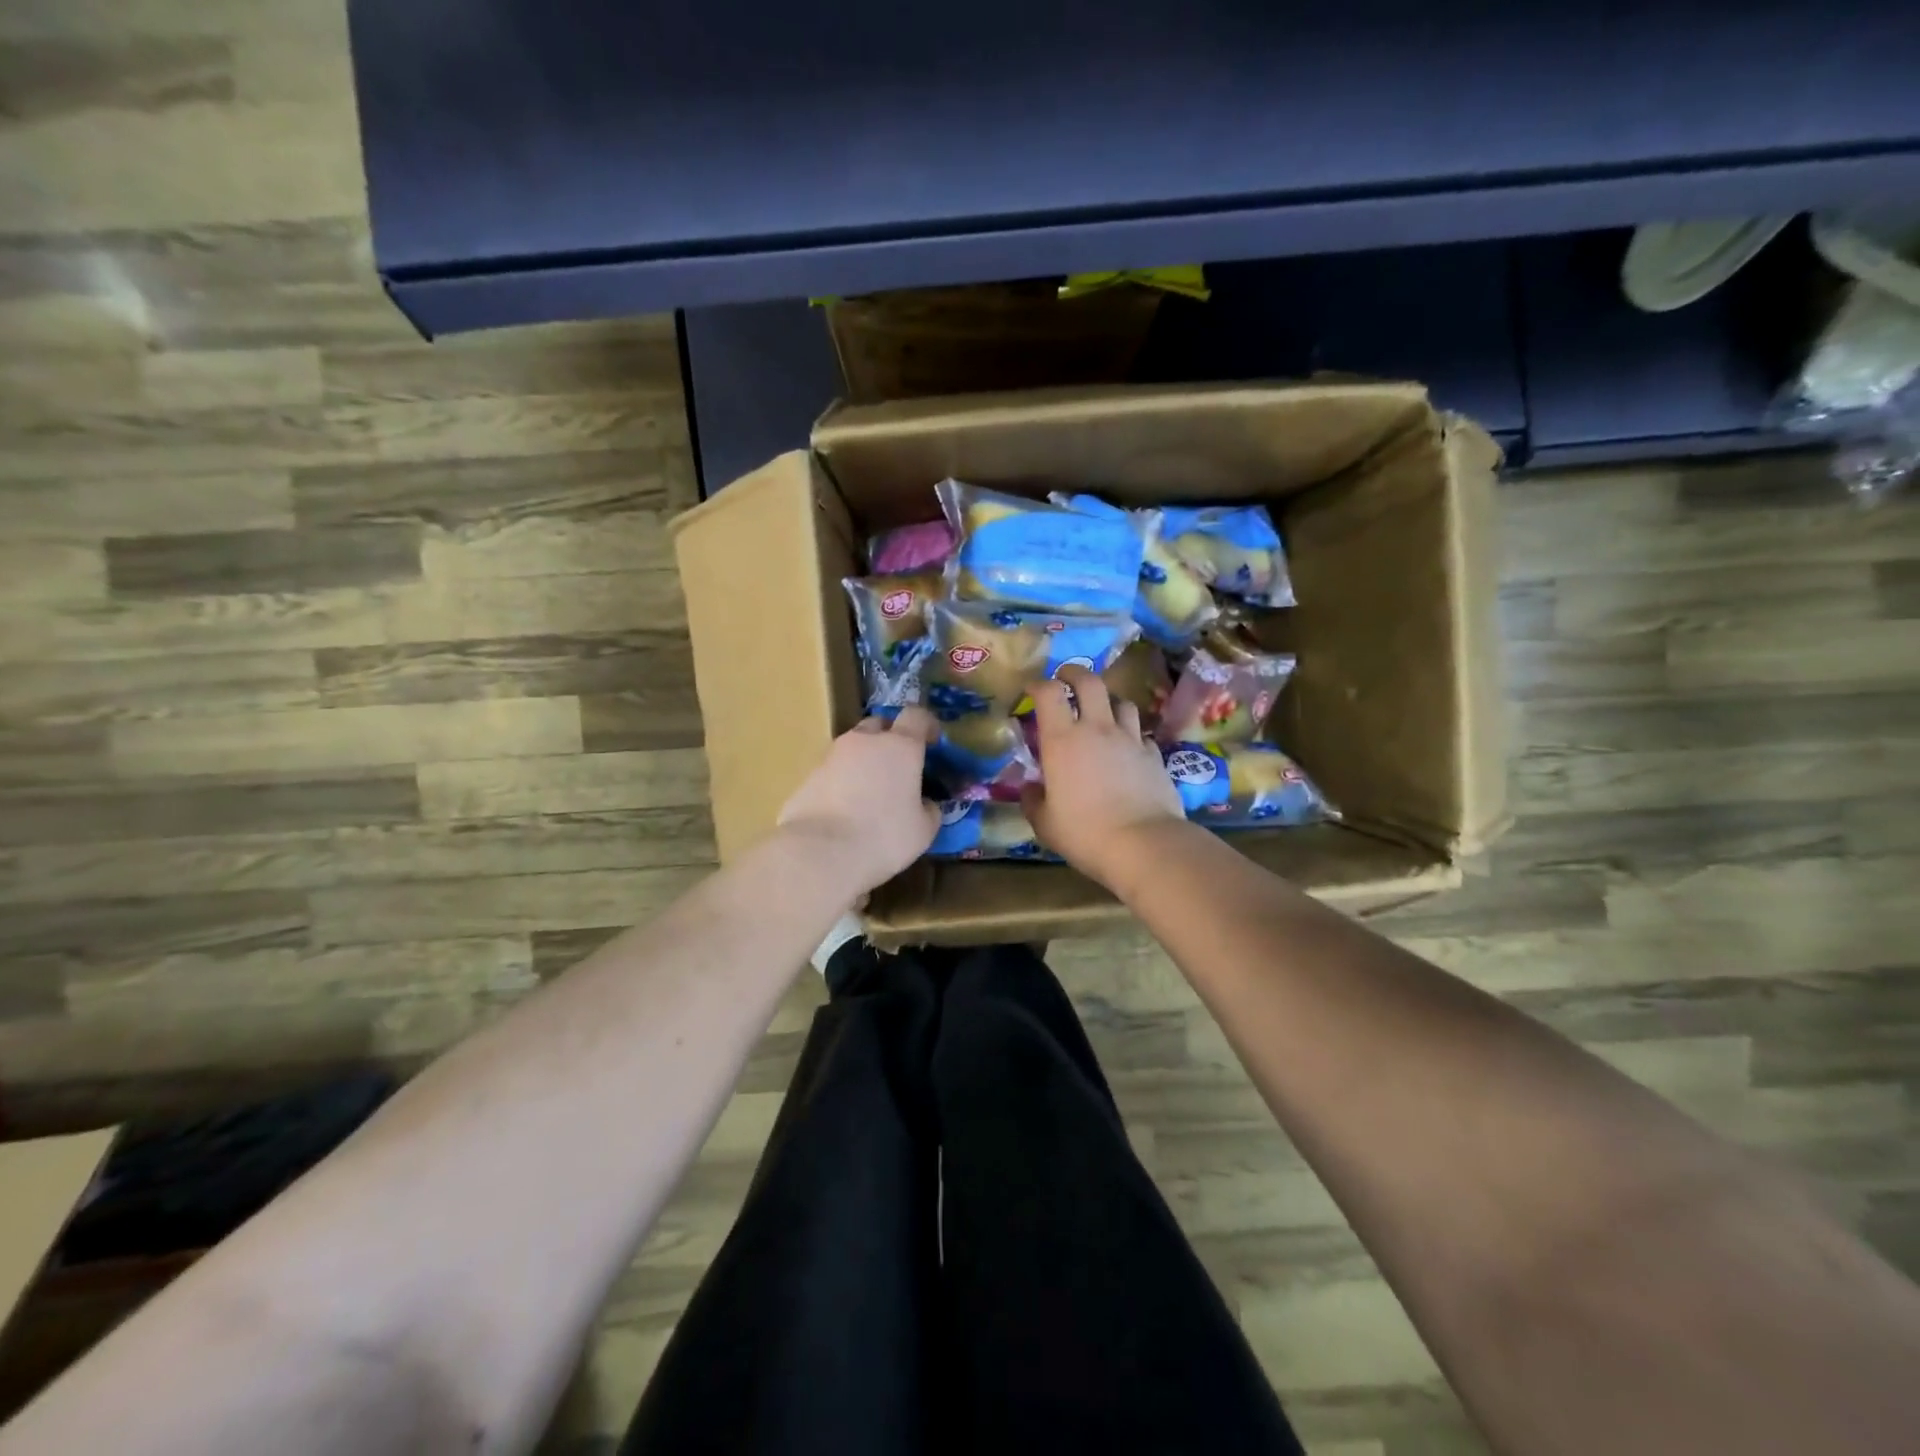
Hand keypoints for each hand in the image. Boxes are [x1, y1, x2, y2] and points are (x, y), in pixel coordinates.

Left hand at [777, 706, 940, 898]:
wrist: (820, 852)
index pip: (916, 716)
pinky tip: (845, 809)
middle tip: (898, 766)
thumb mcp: (923, 830)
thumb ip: (928, 810)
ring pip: (853, 748)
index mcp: (900, 747)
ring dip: (864, 761)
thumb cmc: (883, 837)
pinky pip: (833, 771)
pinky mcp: (808, 776)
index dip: (927, 724)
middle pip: (879, 725)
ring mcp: (832, 756)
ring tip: (870, 791)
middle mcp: (865, 742)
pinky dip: (842, 782)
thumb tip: (924, 804)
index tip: (932, 741)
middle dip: (890, 738)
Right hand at [1022, 666, 1185, 890]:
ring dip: (1108, 702)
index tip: (1031, 690)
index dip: (1038, 684)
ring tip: (1101, 713)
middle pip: (1090, 682)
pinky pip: (1140, 735)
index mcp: (1062, 740)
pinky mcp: (1155, 756)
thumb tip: (1030, 789)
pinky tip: (1127, 750)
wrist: (1144, 844)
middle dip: (1075, 674)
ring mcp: (1130, 740)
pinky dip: (1131, 735)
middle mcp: (1097, 729)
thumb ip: (1033, 801)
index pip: (1049, 692)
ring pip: (1122, 703)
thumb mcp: (1045, 824)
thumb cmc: (1085, 833)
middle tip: (1066, 679)